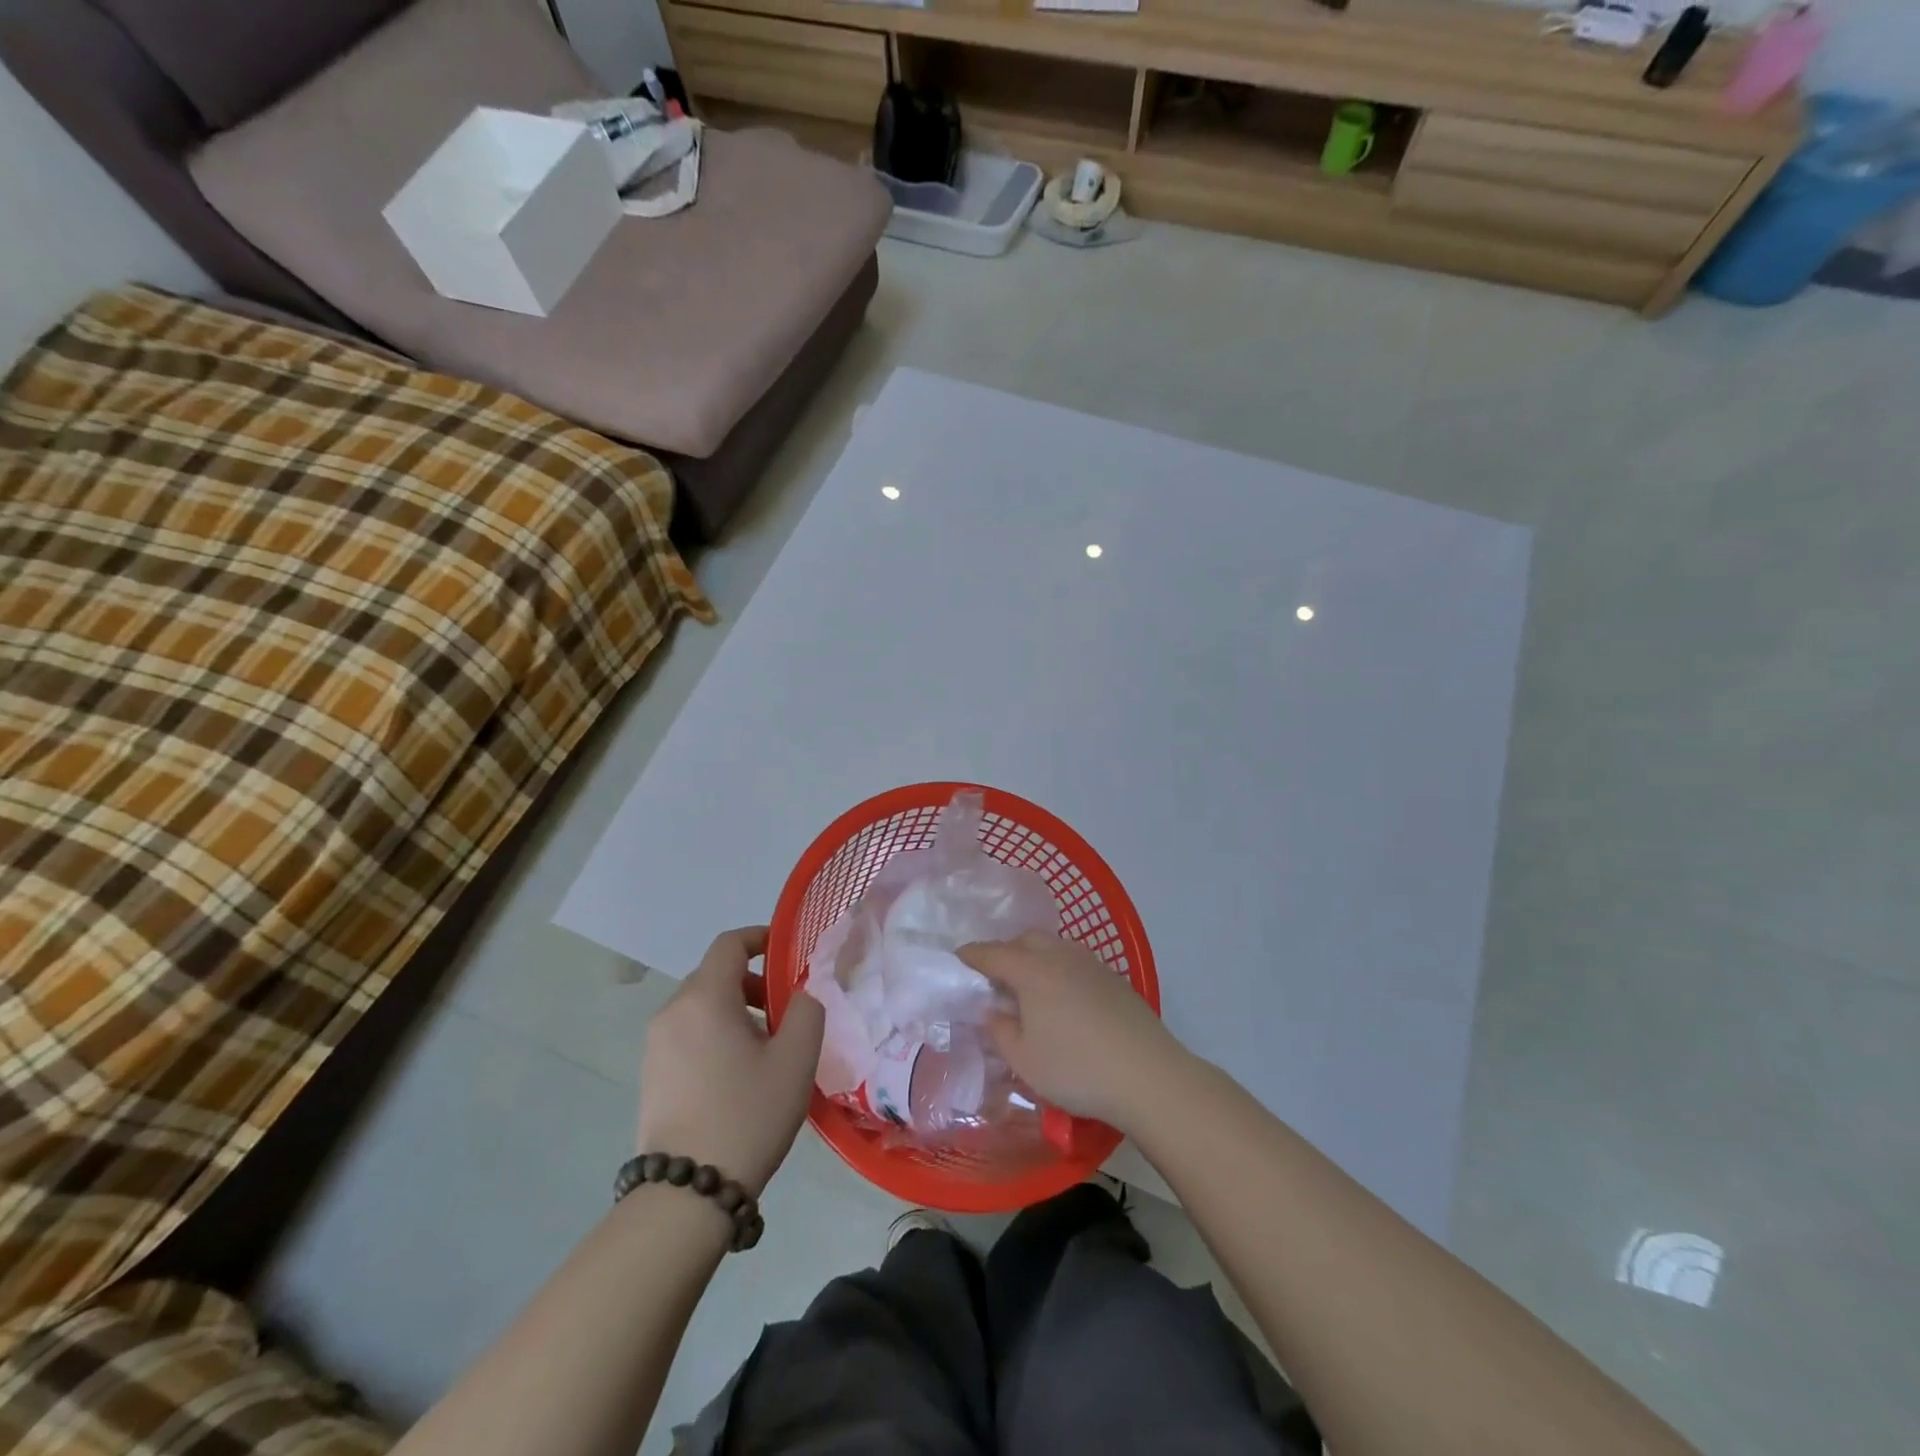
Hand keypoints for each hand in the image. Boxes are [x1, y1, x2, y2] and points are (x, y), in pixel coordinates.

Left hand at [636, 927, 824, 1195]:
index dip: (759, 938)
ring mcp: (655, 1045)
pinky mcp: (650, 1075)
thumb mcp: (796, 1058)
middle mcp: (672, 1012)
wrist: (687, 1192)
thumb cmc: (748, 1113)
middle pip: (714, 975)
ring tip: (764, 1048)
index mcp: (704, 997)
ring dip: (734, 1011)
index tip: (786, 952)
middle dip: (752, 982)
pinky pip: (687, 1035)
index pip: (729, 944)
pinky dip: (714, 1034)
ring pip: (700, 1007)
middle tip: (783, 1012)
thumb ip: (806, 1010)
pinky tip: (736, 1075)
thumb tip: (798, 996)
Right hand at [957, 932, 1181, 1131]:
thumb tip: (992, 1009)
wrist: (1148, 1075)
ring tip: (1029, 986)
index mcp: (1031, 970)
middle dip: (1006, 951)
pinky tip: (1063, 997)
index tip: (959, 957)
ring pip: (1054, 946)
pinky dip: (1059, 968)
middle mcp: (1060, 956)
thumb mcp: (1024, 1060)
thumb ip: (1000, 1030)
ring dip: (1035, 957)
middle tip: (995, 976)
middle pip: (1026, 940)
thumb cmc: (1076, 1069)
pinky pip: (1075, 961)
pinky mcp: (1114, 978)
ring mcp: (1091, 964)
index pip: (993, 954)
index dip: (973, 955)